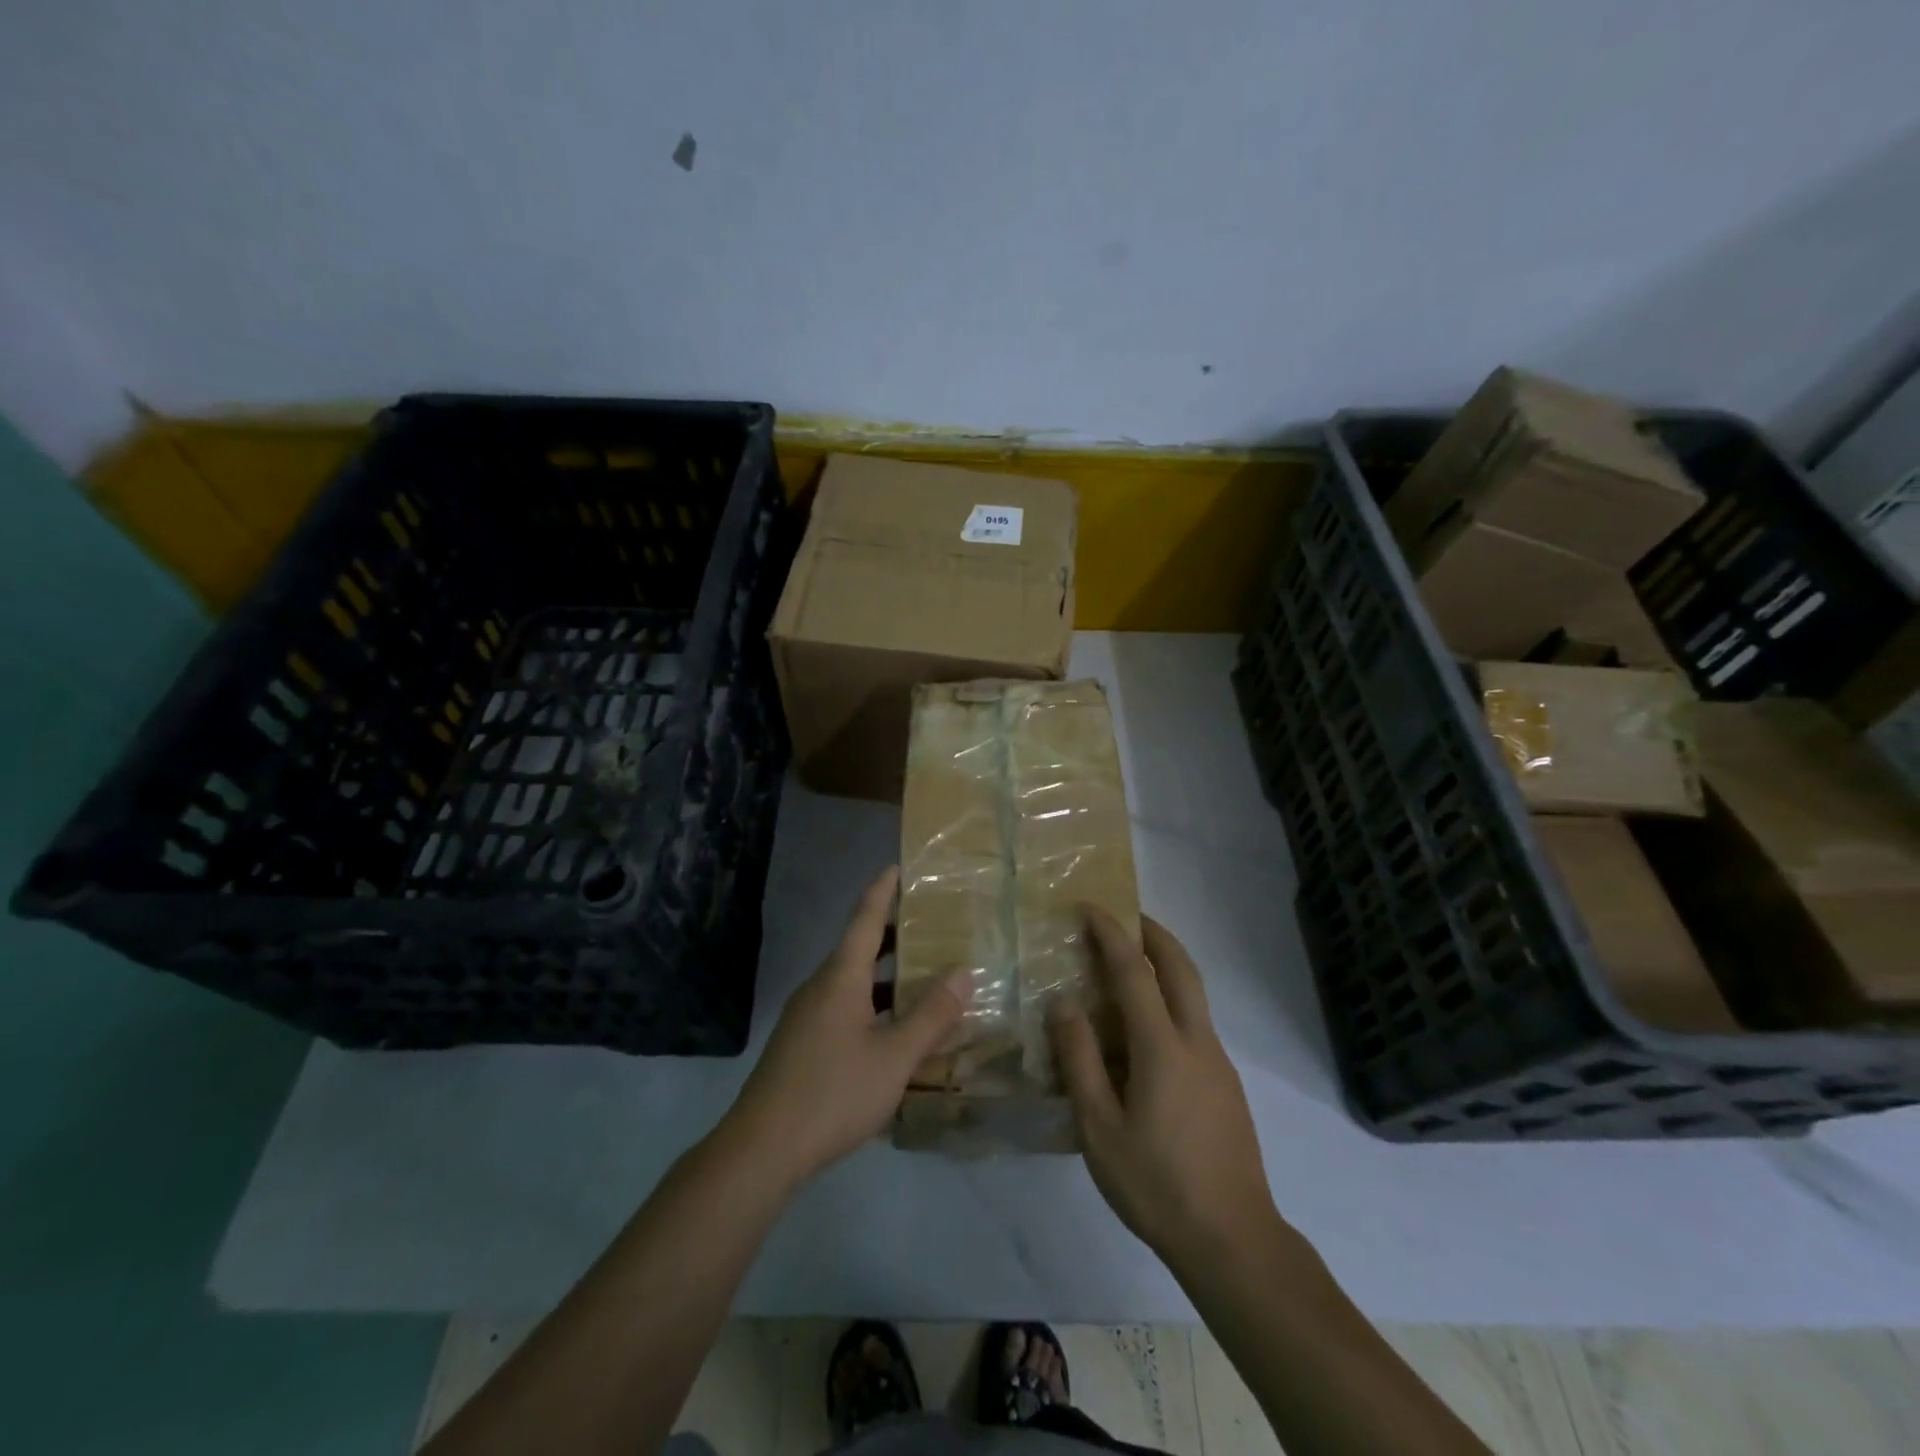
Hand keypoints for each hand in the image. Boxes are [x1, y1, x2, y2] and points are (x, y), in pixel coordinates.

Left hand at [723, 866, 968, 1189]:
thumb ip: (932, 1016)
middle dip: (895, 933)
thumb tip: (964, 972)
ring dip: (888, 974)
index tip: (900, 866)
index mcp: (841, 977)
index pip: (865, 917)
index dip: (883, 889)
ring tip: (925, 977)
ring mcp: (808, 1015)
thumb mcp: (894, 1057)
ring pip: (854, 981)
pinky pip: (845, 1007)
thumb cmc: (833, 1092)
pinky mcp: (803, 1042)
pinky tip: (896, 1030)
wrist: (762, 1148)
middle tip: (933, 925)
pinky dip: (874, 1003)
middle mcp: (822, 986)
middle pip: (860, 946)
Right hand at [1049, 911, 1282, 1272]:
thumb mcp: (1099, 1128)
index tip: (1088, 908)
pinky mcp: (1226, 1083)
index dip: (1110, 934)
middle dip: (1153, 932)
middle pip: (1181, 966)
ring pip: (1194, 992)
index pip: (1134, 971)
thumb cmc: (1156, 1184)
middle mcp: (1197, 1041)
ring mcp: (1218, 1062)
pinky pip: (1195, 1021)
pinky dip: (1171, 998)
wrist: (1233, 1240)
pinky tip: (1145, 1031)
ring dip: (1166, 963)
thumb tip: (1063, 1003)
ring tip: (1130, 964)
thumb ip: (1079, 1060)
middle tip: (1124, 915)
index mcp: (1163, 1047)